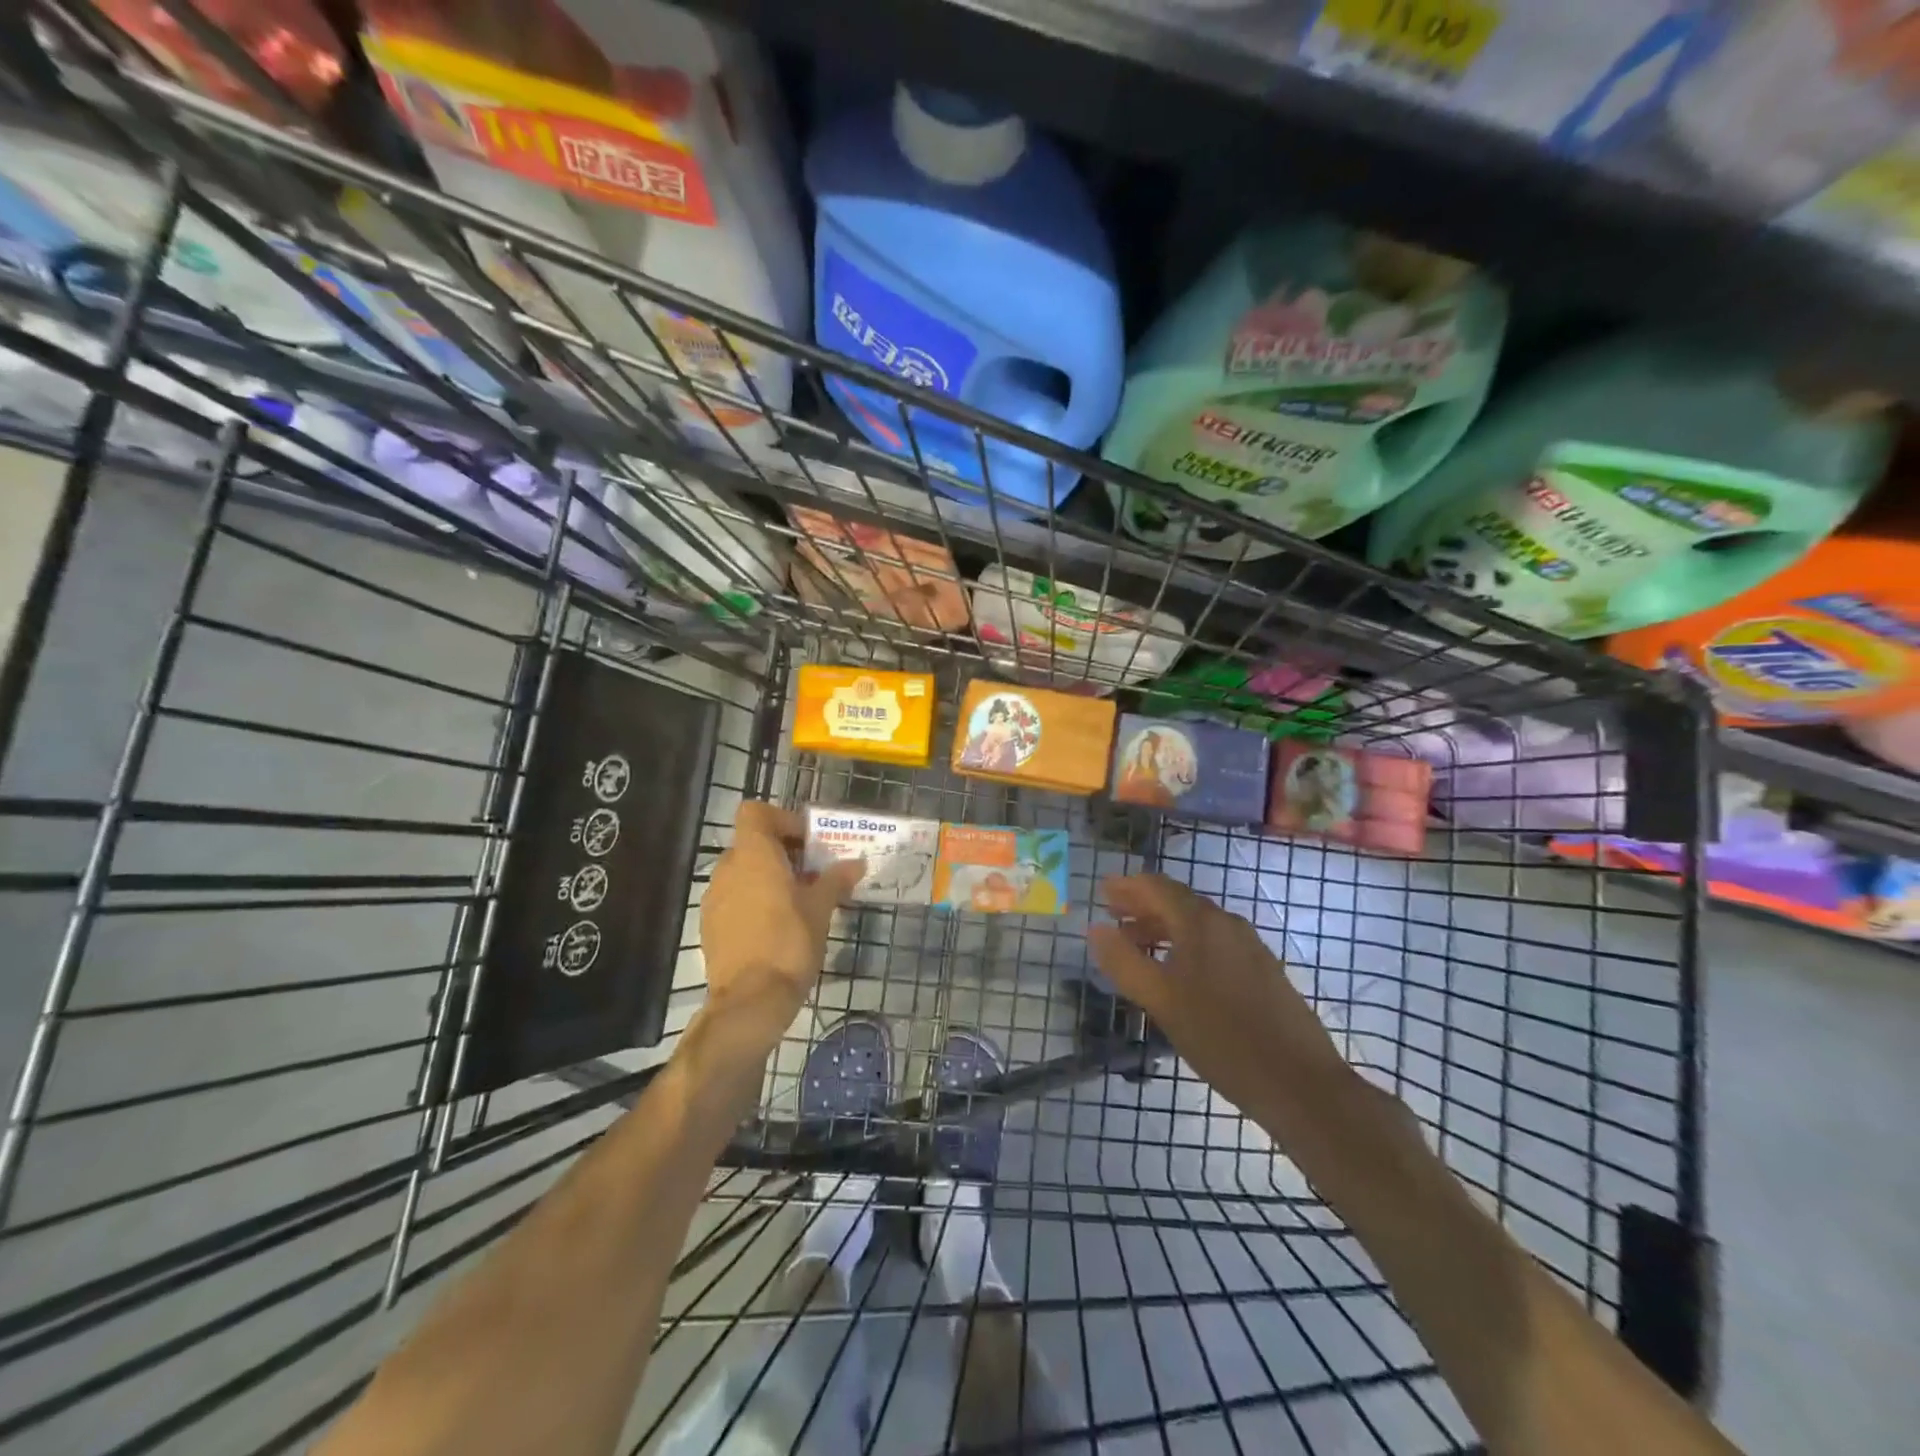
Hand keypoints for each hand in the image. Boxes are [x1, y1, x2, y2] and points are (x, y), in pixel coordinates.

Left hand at [698, 802, 862, 1051]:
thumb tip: (856, 863)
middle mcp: (728, 870)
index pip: (756, 813)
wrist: (750, 1001)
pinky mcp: (711, 926)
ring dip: (769, 878)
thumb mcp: (821, 909)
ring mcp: (714, 899)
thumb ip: (836, 880)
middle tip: (813, 873)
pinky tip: (778, 926)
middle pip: (753, 844)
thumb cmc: (789, 943)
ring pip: (744, 873)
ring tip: (799, 901)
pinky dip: (755, 901)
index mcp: (754, 856)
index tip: (808, 842)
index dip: (782, 819)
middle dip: (784, 853)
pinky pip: (735, 898)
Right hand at [1087, 874, 1347, 1118]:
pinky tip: (1178, 972)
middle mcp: (1227, 924)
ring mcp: (1250, 947)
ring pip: (1197, 924)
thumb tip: (1096, 928)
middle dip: (1142, 906)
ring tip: (1137, 945)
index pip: (1157, 887)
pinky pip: (1214, 943)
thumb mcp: (1161, 1000)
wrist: (1300, 1083)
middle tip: (1113, 916)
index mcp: (1201, 922)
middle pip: (1178, 902)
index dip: (1127, 887)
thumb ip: (1124, 961)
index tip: (1102, 892)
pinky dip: (1186, 945)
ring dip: (1163, 927)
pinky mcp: (1263, 971)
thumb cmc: (1222, 1037)